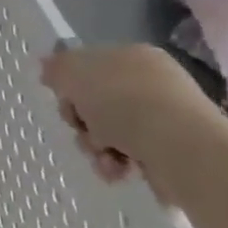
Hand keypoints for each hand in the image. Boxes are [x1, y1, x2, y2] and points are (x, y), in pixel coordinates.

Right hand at [40, 44, 224, 193]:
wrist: (181, 147)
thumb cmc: (124, 102)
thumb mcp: (75, 73)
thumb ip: (57, 67)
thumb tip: (47, 66)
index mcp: (132, 56)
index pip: (90, 67)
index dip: (71, 87)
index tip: (66, 102)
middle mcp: (151, 83)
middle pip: (96, 103)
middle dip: (82, 123)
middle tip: (84, 131)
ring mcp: (164, 117)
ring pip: (109, 132)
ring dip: (96, 147)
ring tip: (104, 158)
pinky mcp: (171, 151)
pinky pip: (130, 156)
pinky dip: (118, 165)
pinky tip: (120, 171)